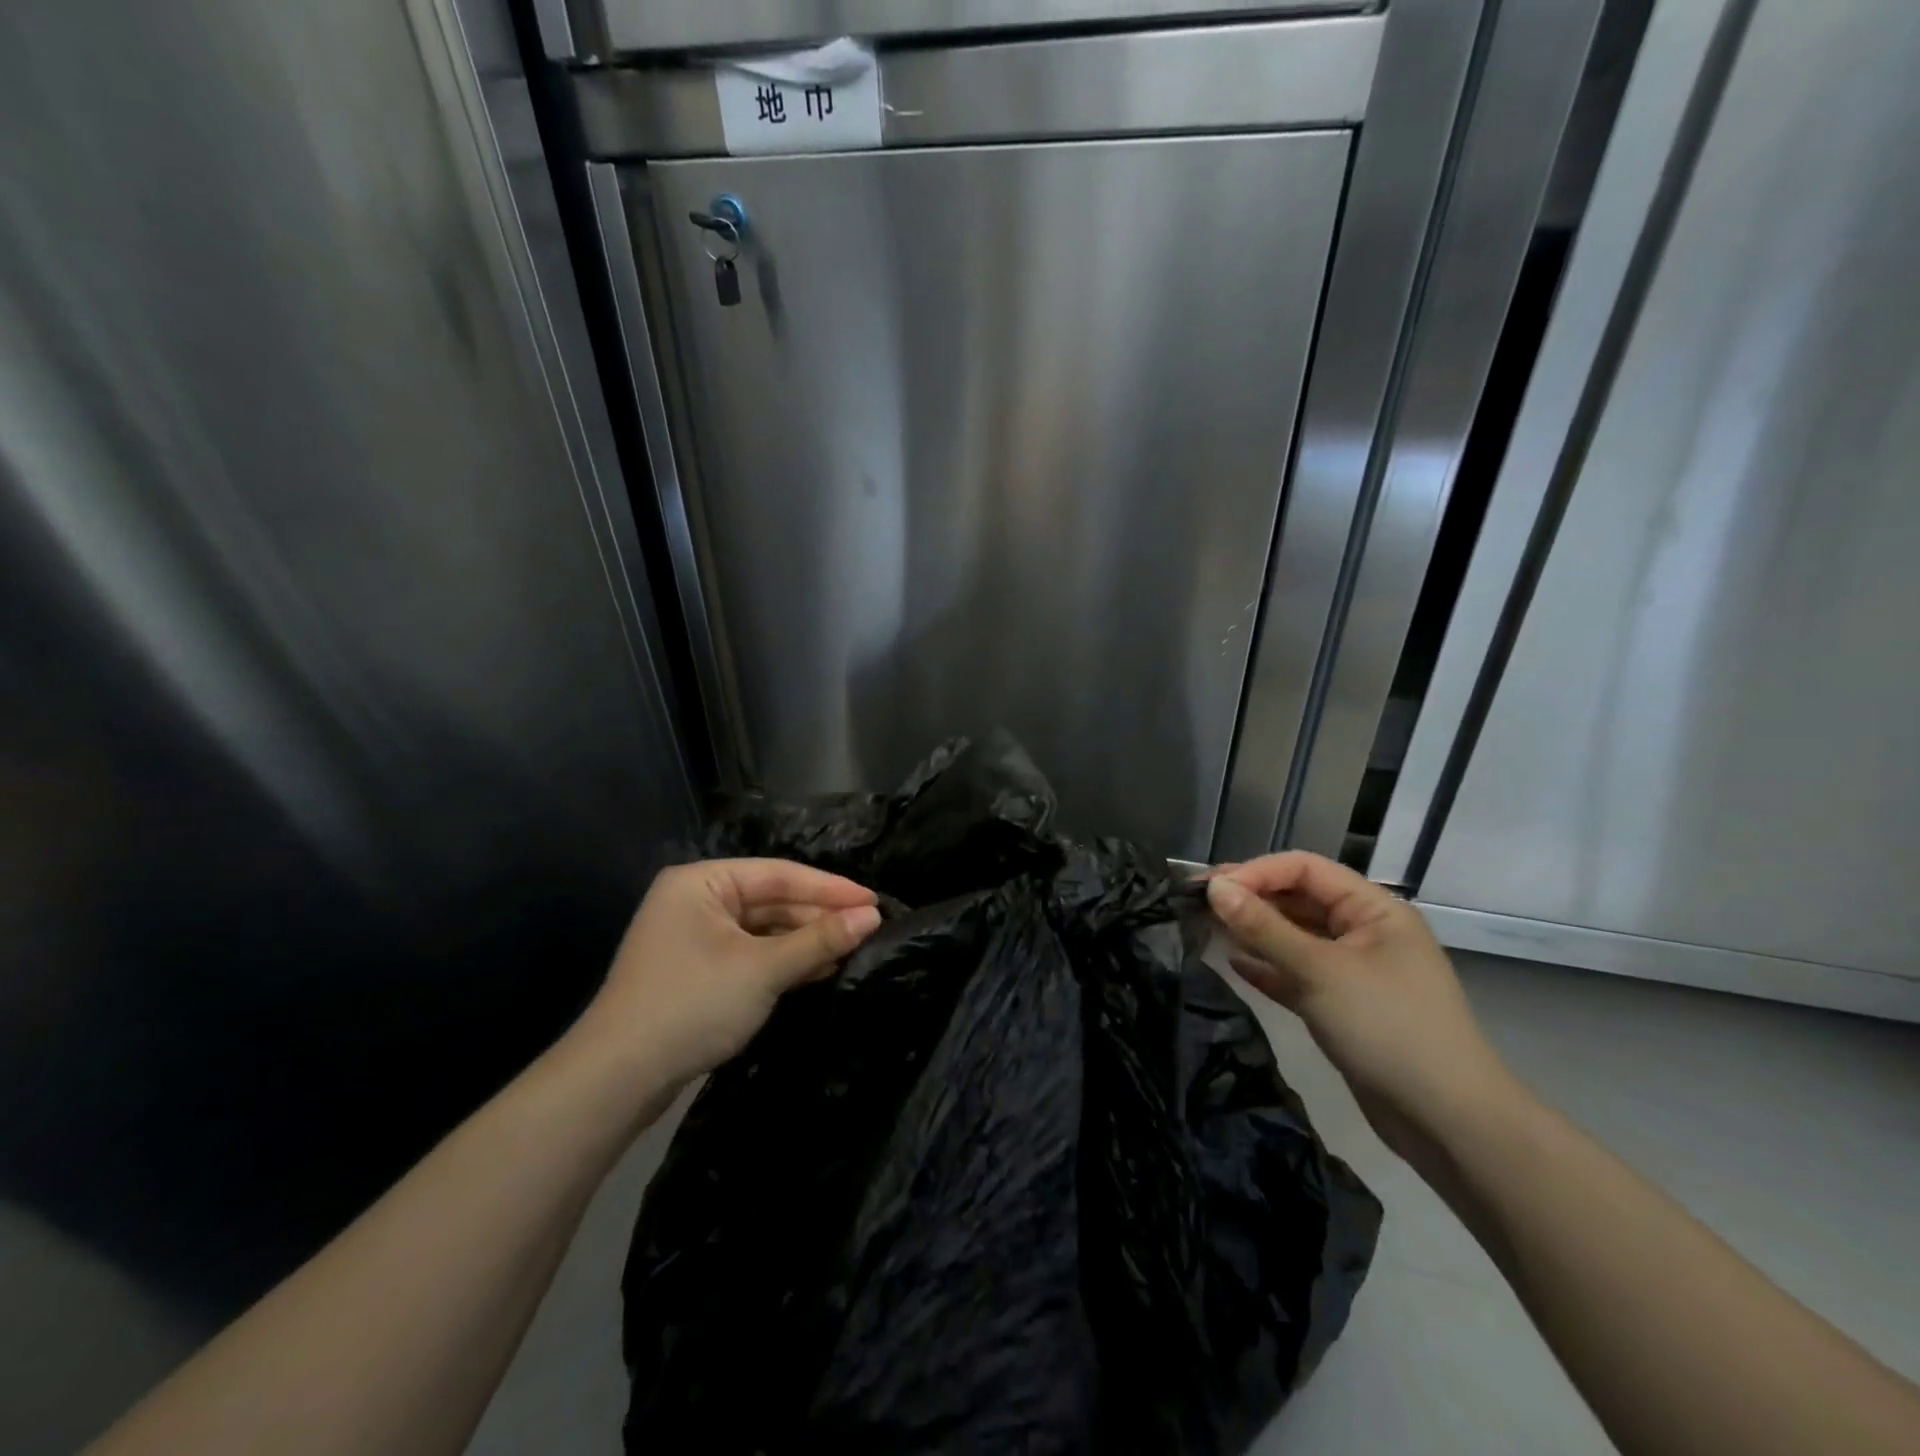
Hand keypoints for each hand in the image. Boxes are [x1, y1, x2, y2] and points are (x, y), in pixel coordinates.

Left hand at [575, 859, 881, 1087]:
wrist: (617, 1080)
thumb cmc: (692, 1005)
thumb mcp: (764, 969)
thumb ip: (819, 939)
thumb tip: (872, 916)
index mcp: (702, 882)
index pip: (779, 874)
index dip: (830, 888)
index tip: (874, 900)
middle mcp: (696, 900)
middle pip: (771, 900)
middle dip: (818, 916)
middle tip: (869, 927)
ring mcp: (694, 937)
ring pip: (763, 929)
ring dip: (804, 941)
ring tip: (852, 948)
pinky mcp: (697, 971)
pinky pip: (751, 953)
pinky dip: (783, 961)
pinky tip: (819, 969)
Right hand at [1206, 852, 1522, 1165]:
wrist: (1447, 1122)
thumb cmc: (1388, 1028)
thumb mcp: (1320, 971)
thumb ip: (1264, 927)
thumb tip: (1215, 889)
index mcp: (1373, 909)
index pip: (1304, 869)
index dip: (1255, 872)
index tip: (1209, 890)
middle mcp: (1364, 931)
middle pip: (1298, 899)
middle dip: (1250, 899)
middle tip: (1197, 905)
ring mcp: (1354, 970)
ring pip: (1295, 937)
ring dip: (1254, 932)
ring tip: (1206, 930)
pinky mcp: (1343, 1006)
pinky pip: (1297, 973)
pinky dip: (1268, 967)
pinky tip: (1233, 965)